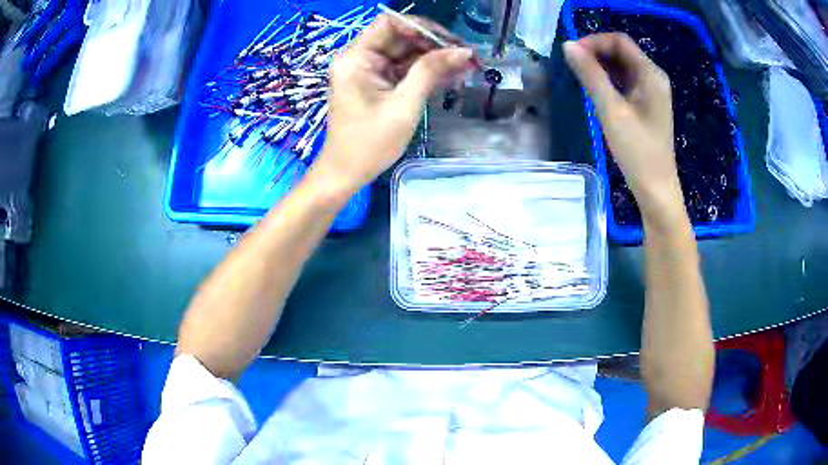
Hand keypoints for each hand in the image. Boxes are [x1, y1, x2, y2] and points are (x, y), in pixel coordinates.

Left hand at [311, 13, 474, 197]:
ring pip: (406, 54)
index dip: (421, 27)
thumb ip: (431, 72)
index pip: (390, 23)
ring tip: (468, 67)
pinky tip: (453, 77)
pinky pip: (404, 70)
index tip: (449, 42)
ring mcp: (369, 71)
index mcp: (356, 58)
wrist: (346, 173)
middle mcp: (360, 58)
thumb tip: (464, 51)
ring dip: (435, 59)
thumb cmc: (370, 143)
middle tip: (468, 57)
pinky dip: (426, 73)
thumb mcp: (404, 105)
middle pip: (401, 38)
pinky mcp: (377, 84)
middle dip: (435, 45)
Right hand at [564, 33, 685, 225]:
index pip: (619, 41)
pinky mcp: (648, 105)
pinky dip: (610, 80)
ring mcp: (652, 92)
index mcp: (651, 74)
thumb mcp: (611, 110)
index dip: (594, 42)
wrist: (656, 189)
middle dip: (596, 52)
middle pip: (622, 51)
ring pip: (623, 67)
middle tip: (573, 66)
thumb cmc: (637, 151)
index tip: (572, 54)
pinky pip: (626, 82)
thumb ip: (590, 75)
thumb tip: (568, 46)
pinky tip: (597, 90)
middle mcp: (654, 78)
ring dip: (601, 66)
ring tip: (581, 78)